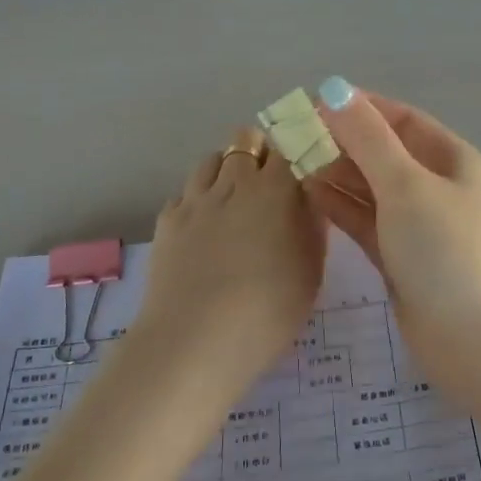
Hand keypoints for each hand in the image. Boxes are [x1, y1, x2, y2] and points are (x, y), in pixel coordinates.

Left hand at [127, 131, 326, 393]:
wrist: (196, 341)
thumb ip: (312, 226)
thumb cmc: (269, 309)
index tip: (304, 162)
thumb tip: (309, 198)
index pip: (289, 144)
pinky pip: (185, 193)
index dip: (296, 148)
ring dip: (226, 169)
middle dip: (259, 151)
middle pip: (245, 139)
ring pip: (211, 159)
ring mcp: (196, 199)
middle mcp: (234, 182)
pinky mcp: (167, 220)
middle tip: (270, 183)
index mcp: (276, 189)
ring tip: (234, 199)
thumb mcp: (311, 270)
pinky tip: (203, 227)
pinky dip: (198, 199)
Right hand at [305, 82, 480, 359]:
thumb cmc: (448, 251)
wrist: (479, 341)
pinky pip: (364, 221)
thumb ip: (368, 139)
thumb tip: (335, 90)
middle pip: (382, 152)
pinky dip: (338, 207)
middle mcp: (435, 186)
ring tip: (288, 162)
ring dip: (334, 173)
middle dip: (340, 141)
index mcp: (450, 159)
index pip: (400, 119)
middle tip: (289, 136)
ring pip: (370, 188)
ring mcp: (417, 225)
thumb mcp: (407, 185)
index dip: (358, 108)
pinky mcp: (399, 259)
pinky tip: (306, 195)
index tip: (311, 104)